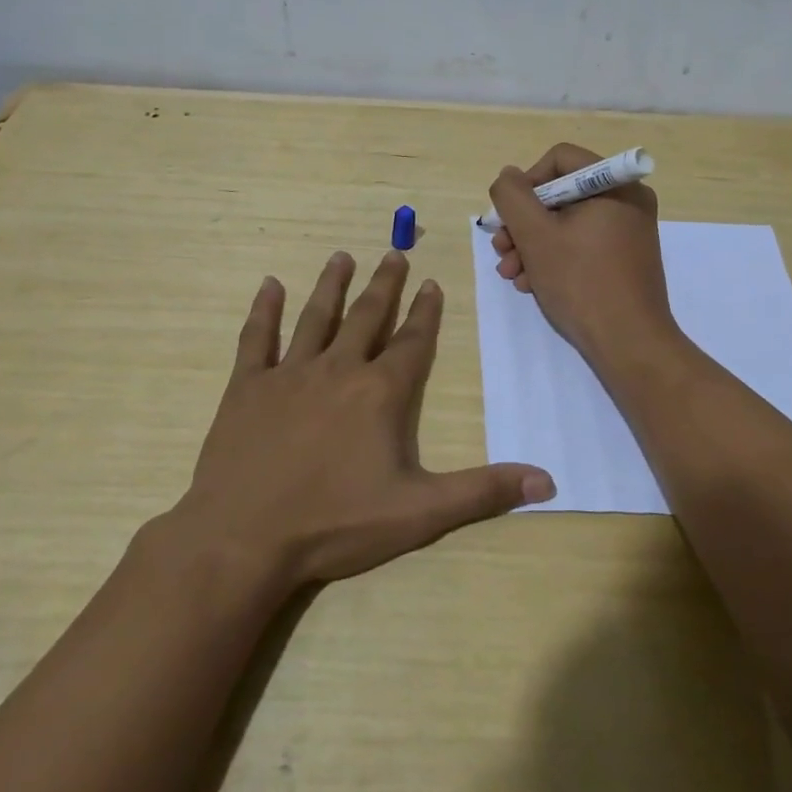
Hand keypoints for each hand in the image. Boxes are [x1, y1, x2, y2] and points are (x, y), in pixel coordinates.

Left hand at [173, 250, 555, 587]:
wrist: (244, 537)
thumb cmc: (335, 523)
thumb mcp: (419, 513)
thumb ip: (482, 492)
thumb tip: (547, 479)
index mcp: (380, 393)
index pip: (411, 342)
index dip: (425, 312)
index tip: (432, 282)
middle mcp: (338, 370)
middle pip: (367, 317)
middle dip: (384, 285)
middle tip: (394, 253)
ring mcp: (289, 374)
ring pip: (316, 317)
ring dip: (332, 285)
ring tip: (342, 256)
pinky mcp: (248, 386)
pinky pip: (257, 338)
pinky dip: (264, 310)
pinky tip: (269, 284)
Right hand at [488, 142, 678, 366]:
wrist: (630, 344)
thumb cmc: (581, 282)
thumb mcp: (535, 235)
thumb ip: (513, 197)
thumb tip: (508, 176)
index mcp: (615, 185)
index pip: (559, 159)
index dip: (526, 183)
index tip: (509, 216)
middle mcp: (627, 200)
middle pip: (561, 194)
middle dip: (524, 223)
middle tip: (501, 250)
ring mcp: (628, 231)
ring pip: (567, 223)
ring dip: (532, 245)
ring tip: (512, 274)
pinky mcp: (625, 258)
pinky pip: (582, 244)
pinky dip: (554, 258)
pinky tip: (532, 284)